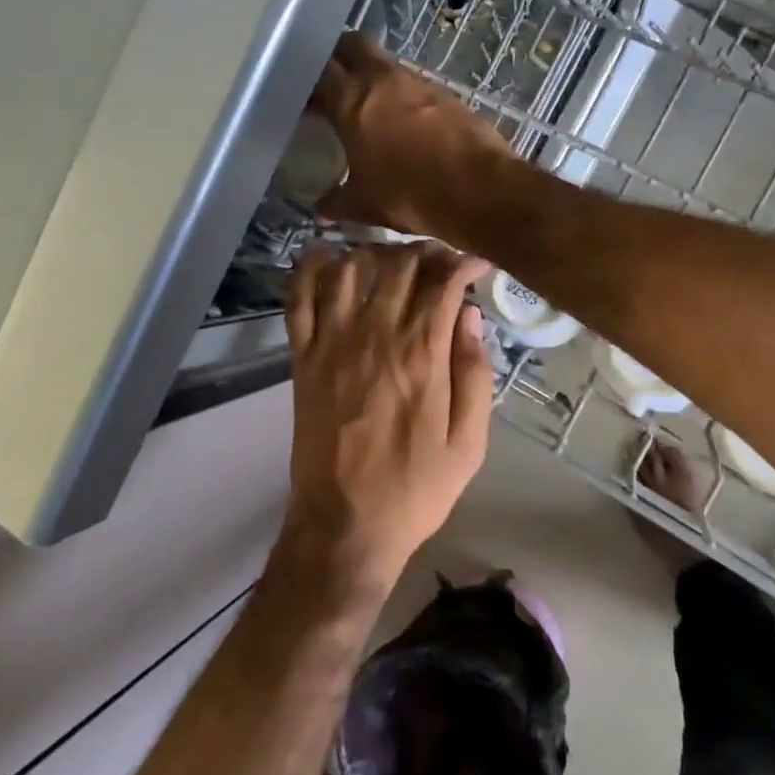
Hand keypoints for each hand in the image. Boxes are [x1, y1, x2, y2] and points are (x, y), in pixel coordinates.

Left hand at [279, 241, 492, 591]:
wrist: (345, 523)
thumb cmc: (416, 487)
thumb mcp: (469, 442)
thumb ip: (474, 373)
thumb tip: (469, 315)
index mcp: (422, 354)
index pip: (443, 281)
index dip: (462, 262)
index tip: (475, 265)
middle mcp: (376, 335)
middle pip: (399, 265)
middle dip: (426, 251)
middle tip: (440, 262)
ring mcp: (333, 343)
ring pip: (351, 269)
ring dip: (375, 252)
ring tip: (394, 260)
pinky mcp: (303, 357)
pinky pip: (299, 299)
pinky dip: (309, 268)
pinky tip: (326, 254)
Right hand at [311, 33, 512, 240]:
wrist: (480, 191)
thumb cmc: (411, 195)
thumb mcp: (365, 204)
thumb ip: (337, 202)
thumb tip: (320, 207)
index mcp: (352, 100)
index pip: (318, 70)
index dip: (305, 79)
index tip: (299, 95)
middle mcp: (383, 79)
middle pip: (352, 45)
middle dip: (338, 57)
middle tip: (330, 82)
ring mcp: (419, 82)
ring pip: (385, 63)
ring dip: (372, 75)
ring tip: (366, 106)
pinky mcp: (446, 93)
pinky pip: (413, 83)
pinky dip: (401, 94)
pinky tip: (402, 122)